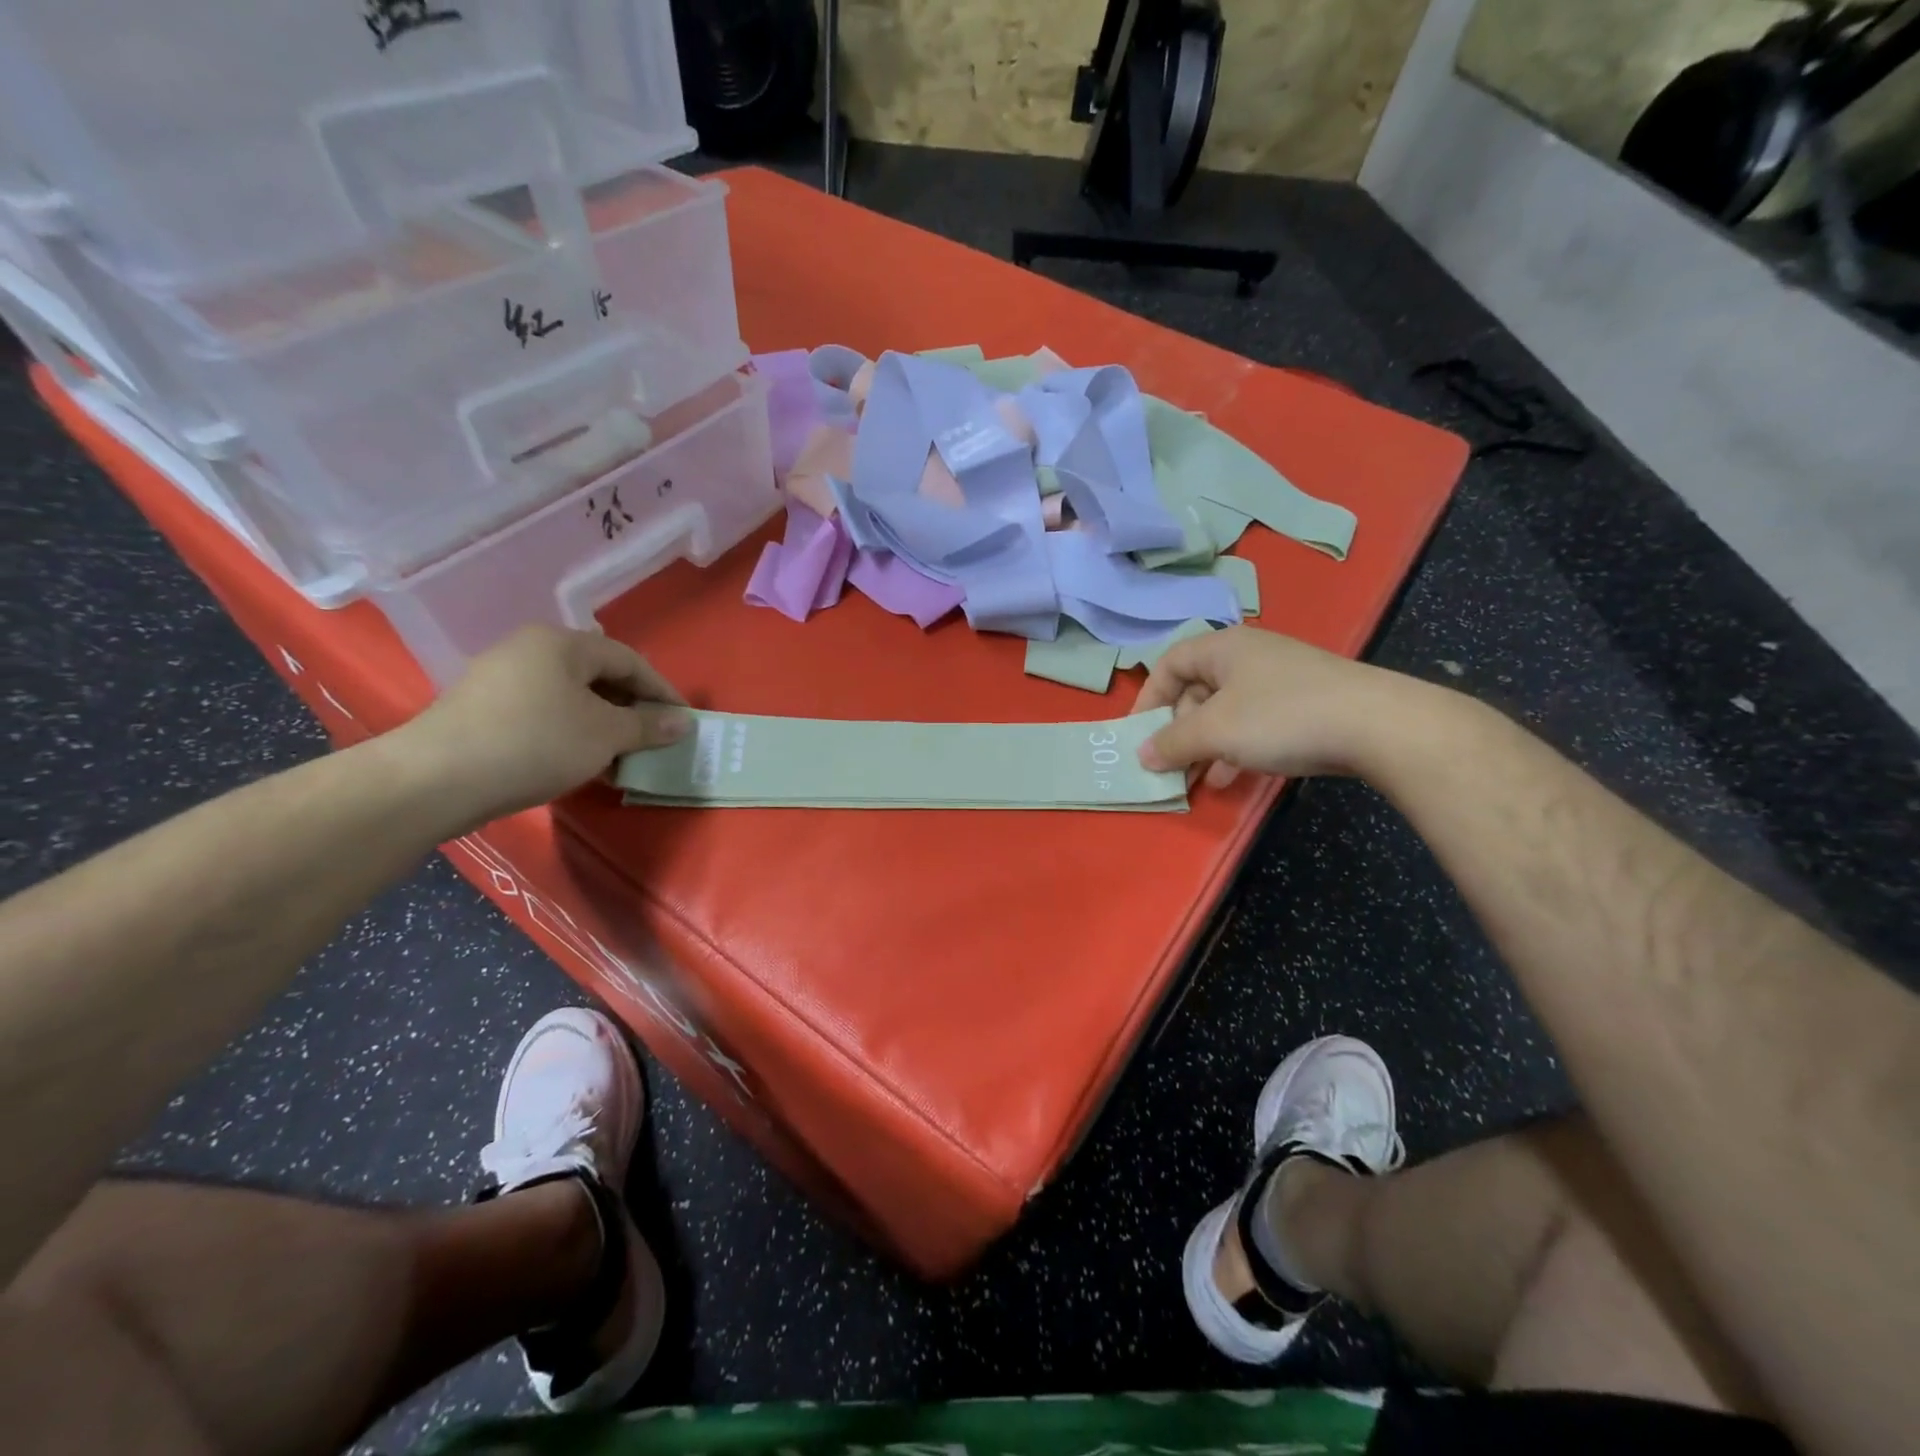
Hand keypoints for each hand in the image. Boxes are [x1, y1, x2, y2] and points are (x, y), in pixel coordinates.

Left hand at [398, 626, 690, 824]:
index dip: (662, 691)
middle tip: (655, 739)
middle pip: (599, 676)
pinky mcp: (484, 709)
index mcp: (562, 643)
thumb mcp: (605, 734)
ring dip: (604, 725)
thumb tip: (683, 723)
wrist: (436, 779)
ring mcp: (502, 678)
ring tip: (623, 756)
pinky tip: (582, 762)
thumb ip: (648, 725)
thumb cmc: (535, 743)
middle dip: (632, 708)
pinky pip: (545, 713)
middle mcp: (530, 649)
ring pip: (572, 697)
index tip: (684, 722)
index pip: (629, 660)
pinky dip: (573, 733)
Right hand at [1131, 626, 1421, 786]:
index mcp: (1222, 647)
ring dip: (1206, 747)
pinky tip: (1232, 780)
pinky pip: (1254, 725)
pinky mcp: (1304, 705)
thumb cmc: (1280, 717)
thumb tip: (1142, 754)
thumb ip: (1172, 743)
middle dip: (1178, 731)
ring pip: (1225, 712)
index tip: (1139, 736)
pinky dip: (1236, 750)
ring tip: (1198, 781)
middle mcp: (1249, 656)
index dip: (1147, 700)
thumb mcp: (1215, 731)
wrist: (1377, 725)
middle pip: (1196, 690)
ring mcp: (1280, 680)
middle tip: (1171, 765)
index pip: (1168, 664)